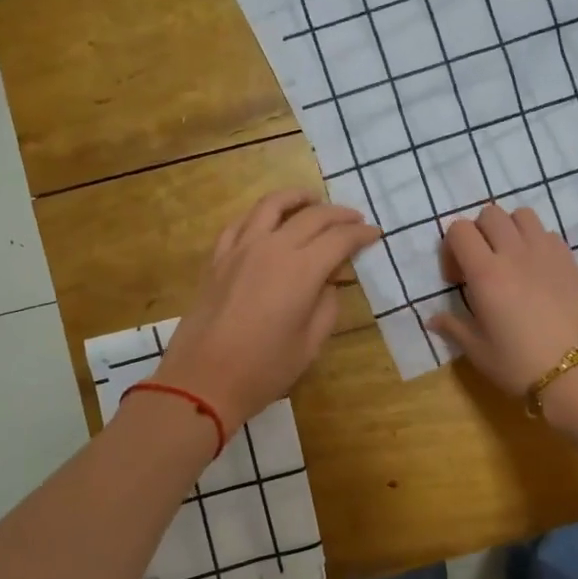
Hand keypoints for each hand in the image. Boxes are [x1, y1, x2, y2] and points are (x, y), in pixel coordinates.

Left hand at [154, 189, 380, 431]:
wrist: (202, 381)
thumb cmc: (263, 369)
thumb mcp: (310, 344)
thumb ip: (326, 305)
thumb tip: (326, 282)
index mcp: (301, 270)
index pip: (339, 238)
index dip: (361, 233)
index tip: (375, 233)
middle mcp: (272, 248)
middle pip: (312, 216)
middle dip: (339, 214)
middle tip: (354, 219)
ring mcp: (240, 249)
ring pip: (271, 205)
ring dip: (297, 197)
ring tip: (312, 199)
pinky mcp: (217, 258)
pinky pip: (241, 223)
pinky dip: (260, 215)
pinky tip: (267, 220)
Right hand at [428, 202, 577, 399]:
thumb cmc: (520, 365)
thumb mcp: (478, 351)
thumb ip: (454, 327)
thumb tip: (433, 319)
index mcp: (486, 274)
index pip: (459, 230)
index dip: (451, 248)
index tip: (457, 279)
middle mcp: (514, 253)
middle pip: (490, 214)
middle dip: (478, 233)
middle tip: (481, 265)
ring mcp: (546, 253)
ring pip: (521, 215)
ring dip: (509, 229)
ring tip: (509, 259)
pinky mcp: (569, 260)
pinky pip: (547, 232)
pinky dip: (535, 241)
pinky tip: (536, 270)